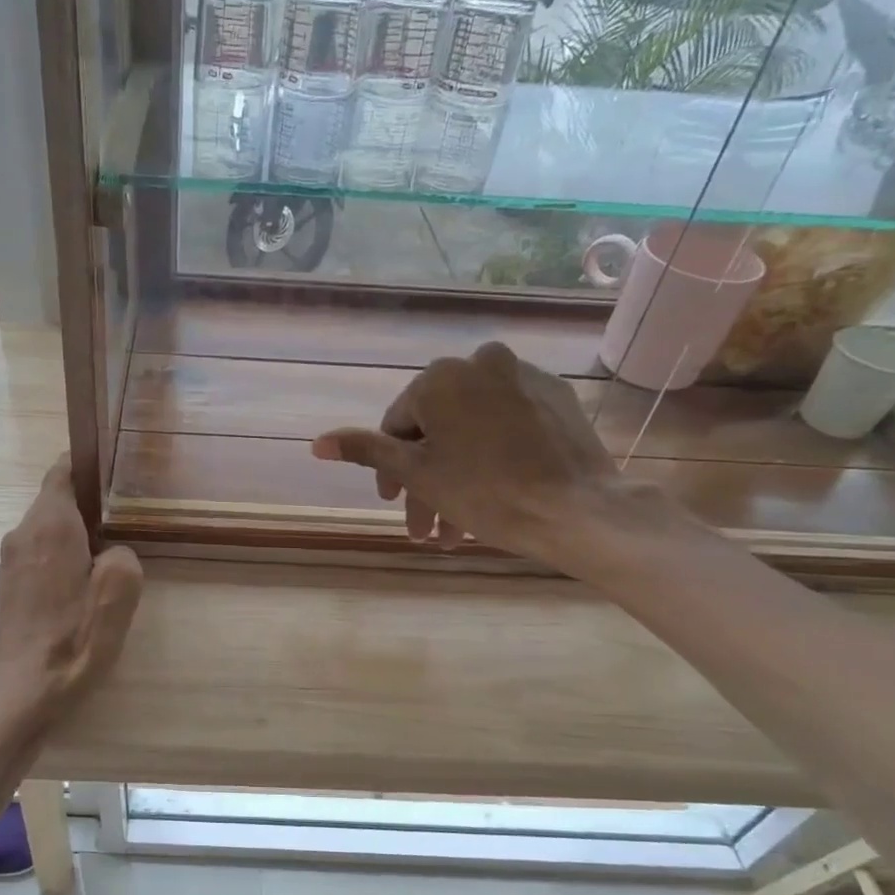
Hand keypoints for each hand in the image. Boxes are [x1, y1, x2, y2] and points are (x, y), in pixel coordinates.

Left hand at [0, 458, 143, 715]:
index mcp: (49, 525)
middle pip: (55, 500)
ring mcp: (10, 561)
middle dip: (87, 504)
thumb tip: (112, 554)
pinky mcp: (8, 586)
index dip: (86, 465)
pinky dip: (60, 555)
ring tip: (107, 553)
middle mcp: (22, 534)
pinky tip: (82, 583)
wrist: (25, 689)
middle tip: (124, 517)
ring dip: (74, 533)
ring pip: (46, 529)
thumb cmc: (75, 638)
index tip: (113, 471)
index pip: (61, 471)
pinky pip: (38, 553)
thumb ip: (124, 556)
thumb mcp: (120, 592)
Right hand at [311, 342, 654, 566]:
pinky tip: (495, 495)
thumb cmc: (486, 492)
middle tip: (425, 529)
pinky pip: (507, 426)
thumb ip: (366, 452)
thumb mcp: (417, 474)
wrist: (578, 508)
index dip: (391, 469)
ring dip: (457, 478)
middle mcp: (480, 362)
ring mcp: (523, 377)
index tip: (395, 504)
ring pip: (472, 431)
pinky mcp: (556, 397)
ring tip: (456, 531)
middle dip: (426, 483)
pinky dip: (493, 457)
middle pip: (437, 430)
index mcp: (440, 377)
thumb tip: (317, 443)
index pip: (398, 425)